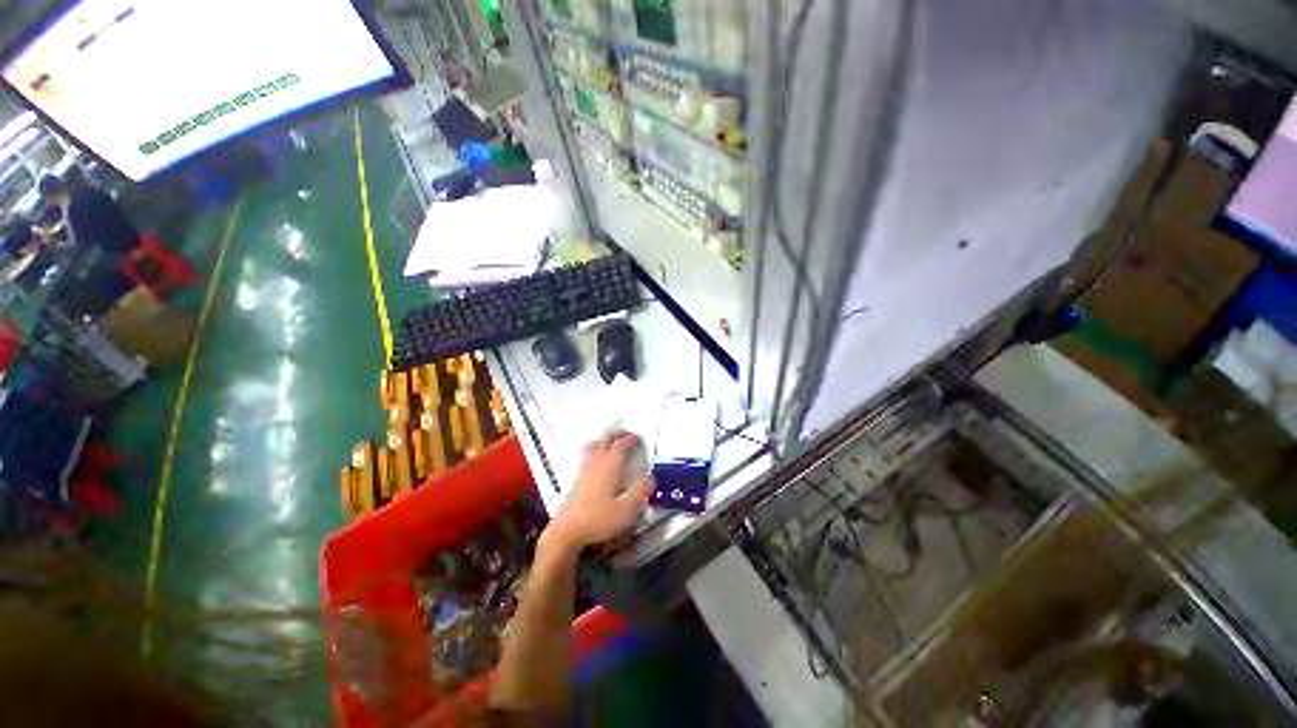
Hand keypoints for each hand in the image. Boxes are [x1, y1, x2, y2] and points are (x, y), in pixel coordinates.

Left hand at [542, 431, 652, 554]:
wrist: (568, 531)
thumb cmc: (600, 520)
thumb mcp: (628, 509)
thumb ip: (641, 490)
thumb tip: (650, 477)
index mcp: (609, 466)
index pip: (621, 444)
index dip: (632, 439)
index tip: (641, 440)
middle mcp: (595, 463)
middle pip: (605, 440)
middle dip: (618, 435)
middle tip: (629, 436)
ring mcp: (583, 471)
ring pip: (593, 446)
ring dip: (605, 441)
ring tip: (613, 445)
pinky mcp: (577, 481)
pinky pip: (588, 457)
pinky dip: (596, 452)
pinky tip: (600, 464)